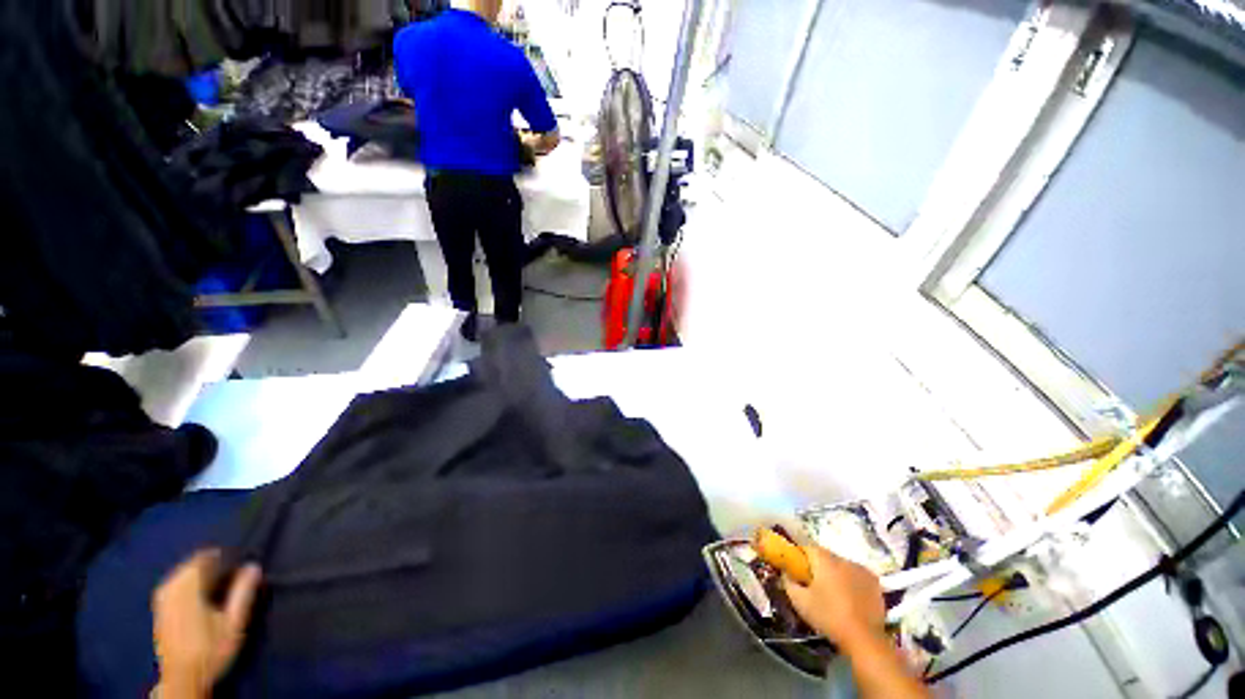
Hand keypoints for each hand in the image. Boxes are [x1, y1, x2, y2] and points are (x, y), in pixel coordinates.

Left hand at [153, 550, 261, 698]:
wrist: (182, 679)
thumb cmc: (211, 650)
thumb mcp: (233, 624)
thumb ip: (242, 593)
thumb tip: (253, 566)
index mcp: (187, 588)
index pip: (204, 558)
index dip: (223, 558)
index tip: (239, 566)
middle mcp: (170, 589)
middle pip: (192, 565)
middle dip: (211, 567)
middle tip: (231, 578)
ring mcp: (162, 600)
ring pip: (182, 574)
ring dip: (201, 576)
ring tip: (219, 588)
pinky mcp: (159, 609)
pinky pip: (175, 585)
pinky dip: (190, 585)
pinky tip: (201, 598)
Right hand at [784, 545, 885, 650]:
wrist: (864, 639)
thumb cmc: (828, 617)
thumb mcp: (800, 602)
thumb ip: (788, 582)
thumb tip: (785, 572)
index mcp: (824, 560)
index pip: (807, 547)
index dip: (800, 557)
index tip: (798, 570)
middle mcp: (842, 559)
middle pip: (826, 556)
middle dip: (819, 565)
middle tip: (815, 584)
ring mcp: (861, 569)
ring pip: (842, 565)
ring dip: (836, 573)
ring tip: (834, 592)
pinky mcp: (875, 582)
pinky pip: (857, 574)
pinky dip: (852, 580)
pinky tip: (850, 596)